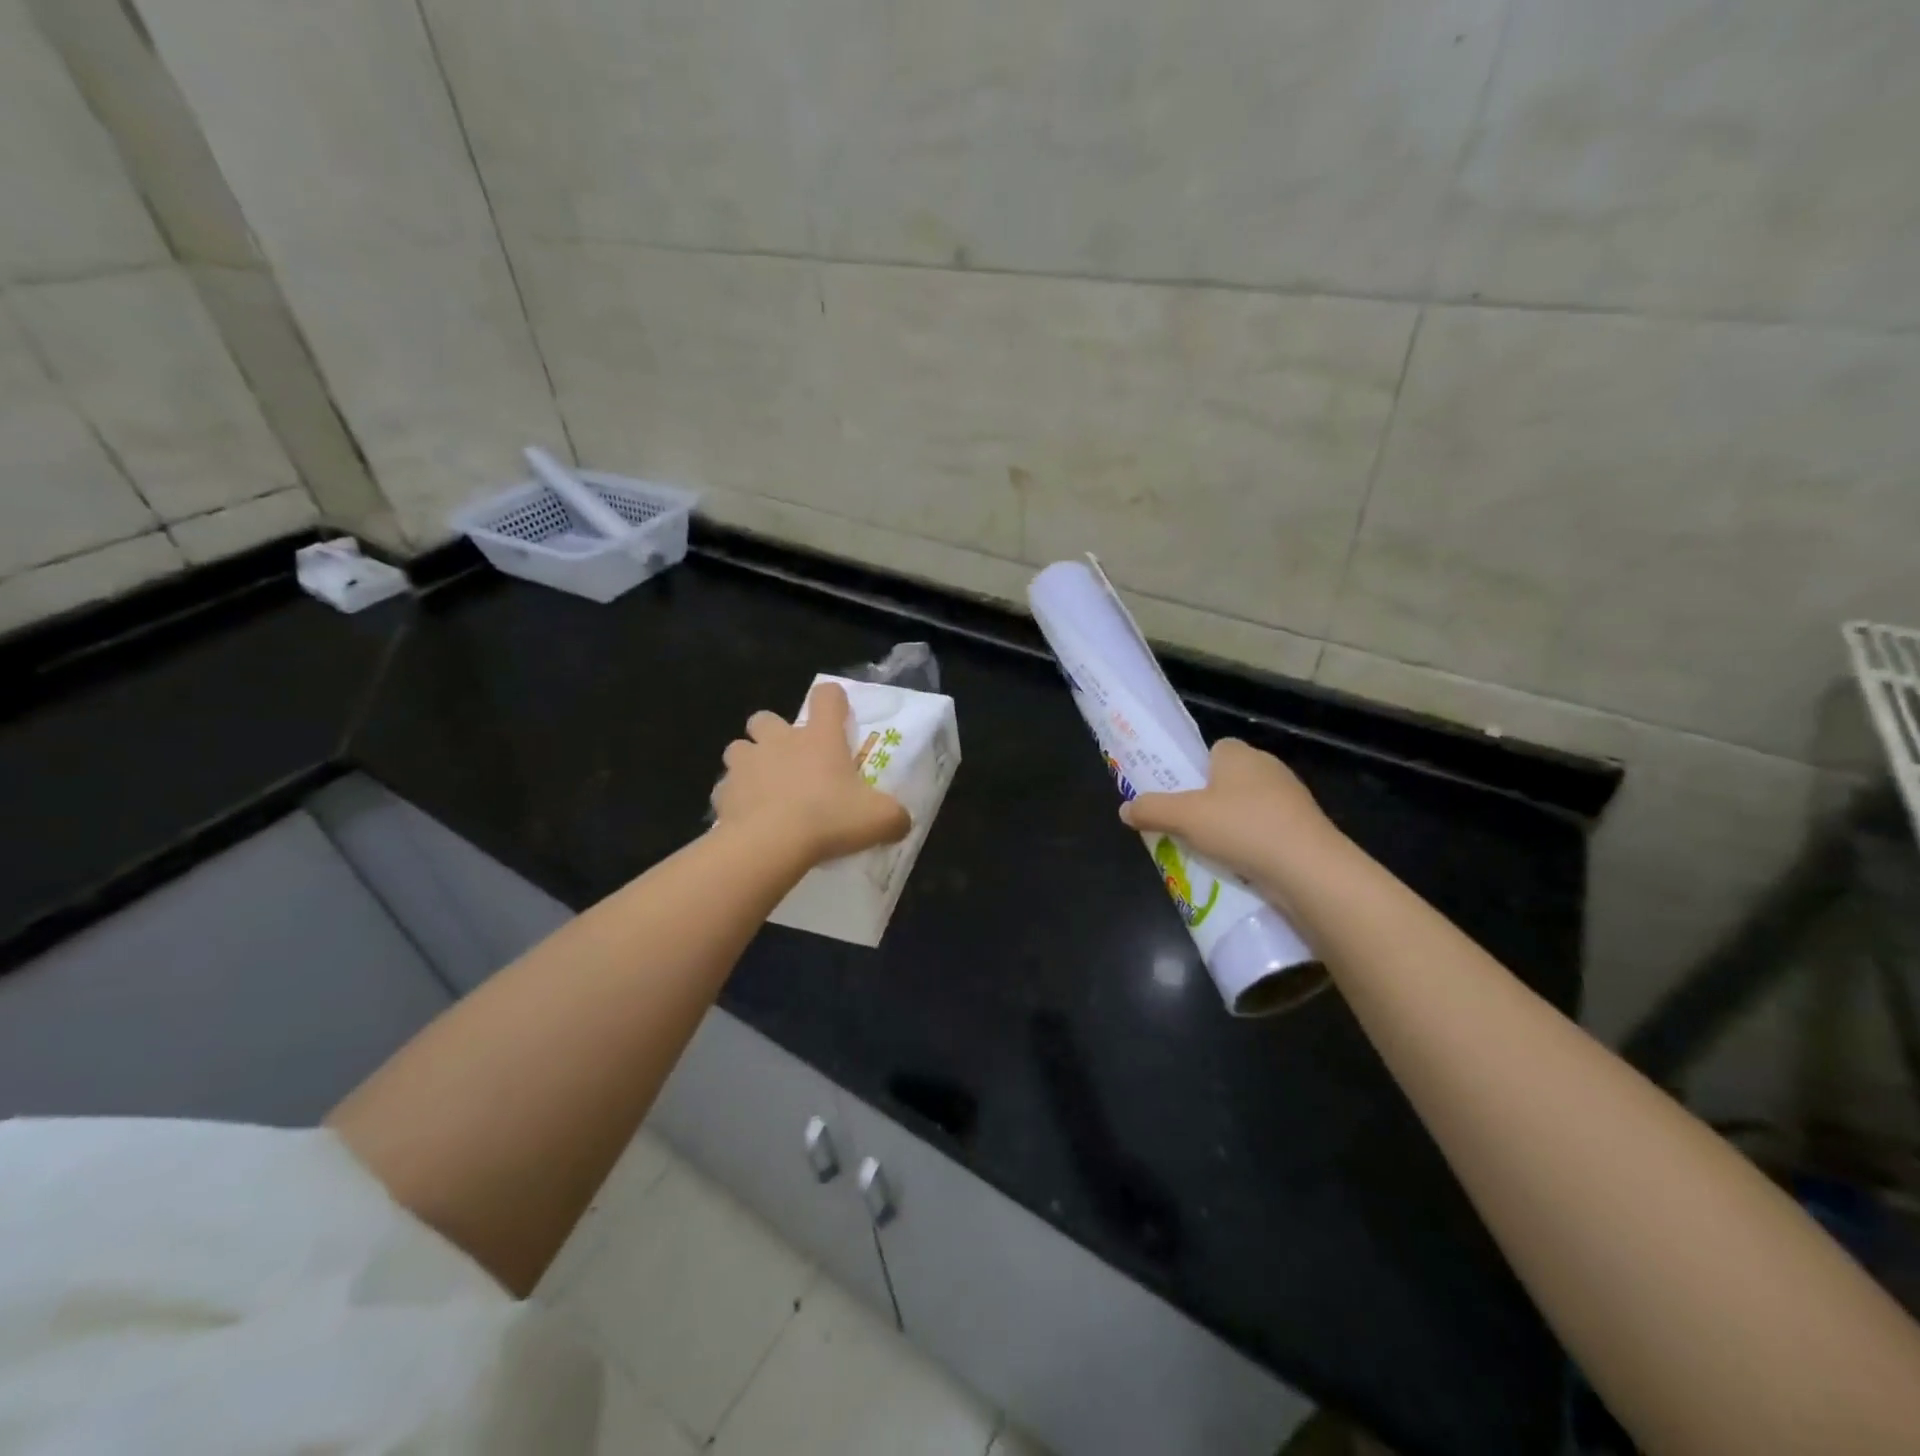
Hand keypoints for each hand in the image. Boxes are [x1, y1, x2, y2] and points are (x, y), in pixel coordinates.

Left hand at [712, 682, 911, 863]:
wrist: (770, 844)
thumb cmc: (828, 819)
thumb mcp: (879, 819)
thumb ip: (895, 816)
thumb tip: (902, 822)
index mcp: (820, 737)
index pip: (826, 697)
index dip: (833, 700)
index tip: (837, 716)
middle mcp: (779, 741)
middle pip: (765, 717)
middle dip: (773, 732)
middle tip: (789, 760)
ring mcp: (746, 764)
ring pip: (738, 748)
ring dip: (749, 762)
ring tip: (763, 788)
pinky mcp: (723, 792)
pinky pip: (725, 789)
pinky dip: (734, 799)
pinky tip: (747, 818)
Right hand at [1119, 739, 1342, 892]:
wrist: (1309, 869)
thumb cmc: (1242, 828)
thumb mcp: (1184, 818)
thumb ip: (1151, 810)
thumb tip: (1124, 809)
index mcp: (1239, 754)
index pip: (1214, 750)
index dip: (1195, 770)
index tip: (1180, 795)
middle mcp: (1268, 768)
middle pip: (1229, 780)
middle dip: (1210, 801)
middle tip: (1187, 826)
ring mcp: (1292, 799)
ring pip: (1249, 807)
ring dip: (1232, 826)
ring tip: (1210, 852)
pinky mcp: (1306, 829)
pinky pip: (1268, 831)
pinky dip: (1253, 845)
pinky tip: (1240, 867)